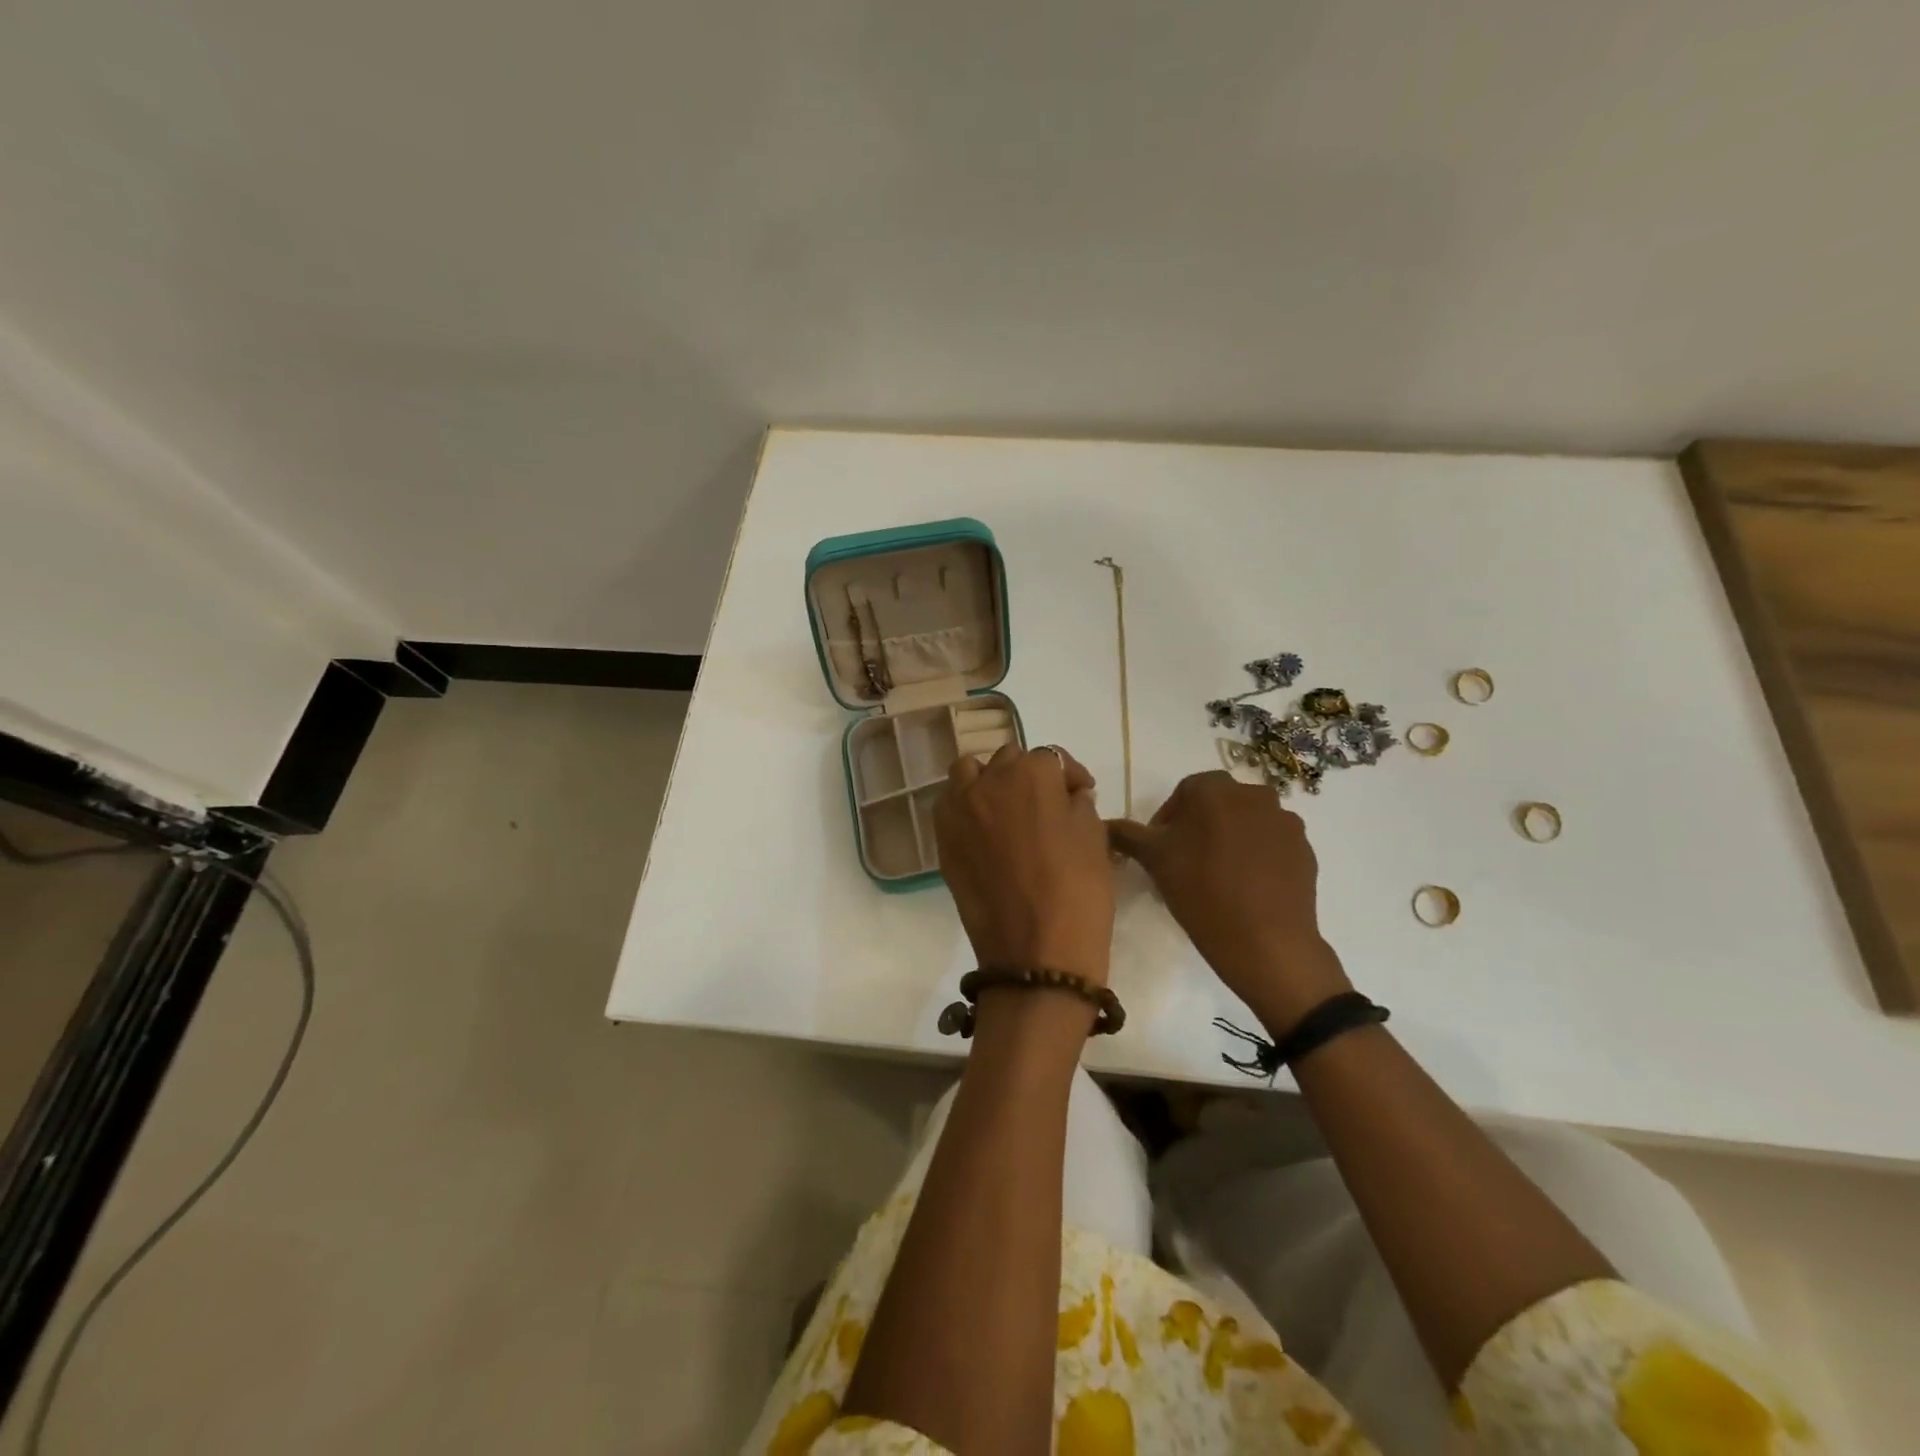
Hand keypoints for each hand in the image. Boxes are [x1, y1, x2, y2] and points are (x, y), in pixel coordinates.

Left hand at [936, 744, 1113, 989]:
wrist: (1035, 955)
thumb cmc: (1077, 892)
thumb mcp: (1095, 837)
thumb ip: (1078, 803)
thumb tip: (1067, 794)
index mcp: (1032, 773)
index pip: (1051, 758)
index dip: (1070, 776)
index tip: (1080, 794)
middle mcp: (989, 780)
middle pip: (1009, 760)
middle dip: (1029, 776)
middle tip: (1047, 806)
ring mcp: (959, 809)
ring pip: (970, 772)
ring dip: (990, 781)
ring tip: (1007, 809)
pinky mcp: (943, 839)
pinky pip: (951, 804)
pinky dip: (966, 806)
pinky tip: (985, 831)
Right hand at [1108, 771, 1350, 1033]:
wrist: (1268, 943)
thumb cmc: (1202, 892)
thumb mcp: (1153, 860)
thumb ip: (1126, 834)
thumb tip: (1104, 823)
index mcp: (1215, 788)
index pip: (1184, 792)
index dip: (1168, 820)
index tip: (1161, 851)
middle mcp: (1254, 794)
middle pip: (1218, 805)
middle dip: (1200, 827)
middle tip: (1185, 863)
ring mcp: (1285, 821)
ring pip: (1246, 823)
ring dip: (1230, 840)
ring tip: (1217, 877)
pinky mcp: (1305, 850)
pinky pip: (1271, 844)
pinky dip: (1256, 857)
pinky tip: (1245, 888)